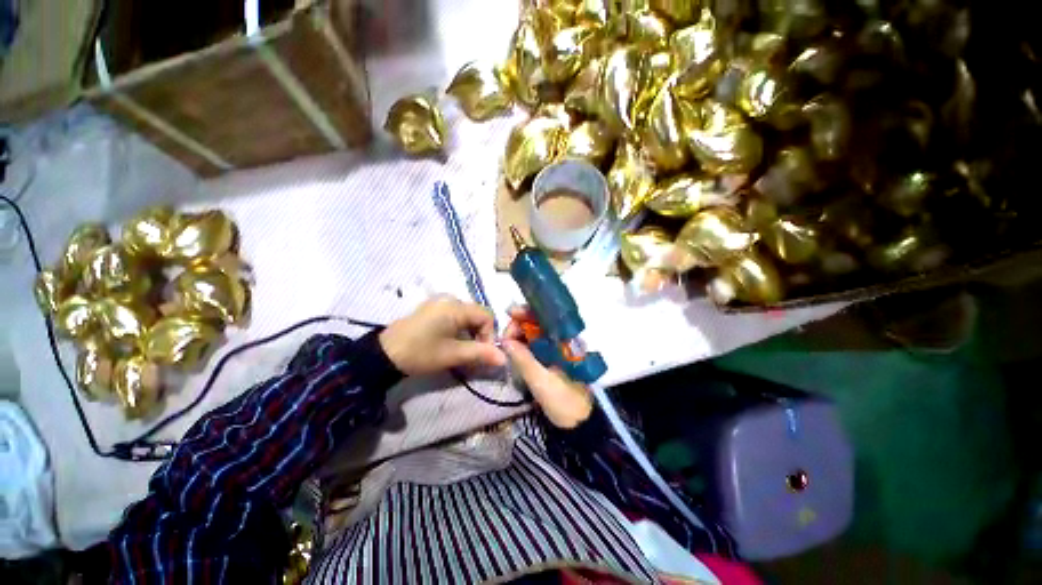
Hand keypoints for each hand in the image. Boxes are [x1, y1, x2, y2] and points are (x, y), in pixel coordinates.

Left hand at [379, 295, 505, 376]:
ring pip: (467, 316)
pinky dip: (460, 329)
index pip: (487, 316)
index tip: (482, 354)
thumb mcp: (452, 355)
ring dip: (470, 333)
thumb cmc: (420, 353)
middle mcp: (450, 299)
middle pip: (478, 315)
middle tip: (473, 355)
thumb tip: (504, 358)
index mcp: (456, 307)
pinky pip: (456, 315)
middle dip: (480, 335)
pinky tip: (452, 342)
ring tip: (463, 351)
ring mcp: (440, 302)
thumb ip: (480, 354)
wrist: (384, 354)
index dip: (490, 335)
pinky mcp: (433, 308)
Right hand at [502, 306, 592, 428]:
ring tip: (507, 343)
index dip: (529, 311)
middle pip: (539, 322)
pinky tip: (514, 348)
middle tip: (505, 337)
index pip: (547, 316)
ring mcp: (557, 348)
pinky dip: (524, 344)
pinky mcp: (552, 357)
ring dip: (520, 334)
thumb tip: (505, 341)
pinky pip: (536, 344)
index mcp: (566, 341)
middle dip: (520, 324)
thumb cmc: (564, 400)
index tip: (510, 313)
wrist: (579, 423)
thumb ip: (523, 360)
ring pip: (536, 333)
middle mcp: (563, 339)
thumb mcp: (541, 381)